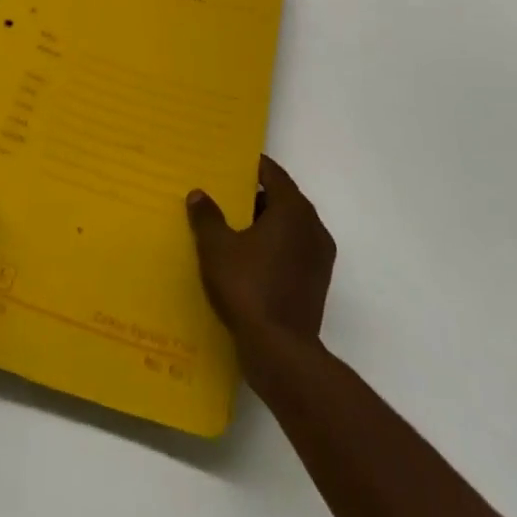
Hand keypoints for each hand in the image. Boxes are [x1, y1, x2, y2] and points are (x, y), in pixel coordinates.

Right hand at [188, 155, 336, 379]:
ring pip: (288, 228)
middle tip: (225, 196)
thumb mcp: (216, 247)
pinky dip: (273, 248)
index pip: (274, 174)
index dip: (252, 167)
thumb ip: (207, 216)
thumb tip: (199, 194)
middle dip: (255, 197)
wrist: (280, 352)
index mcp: (293, 210)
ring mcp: (318, 258)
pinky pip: (292, 252)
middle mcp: (312, 228)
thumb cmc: (248, 287)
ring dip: (264, 225)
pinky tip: (247, 260)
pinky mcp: (315, 284)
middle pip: (283, 200)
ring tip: (232, 228)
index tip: (231, 165)